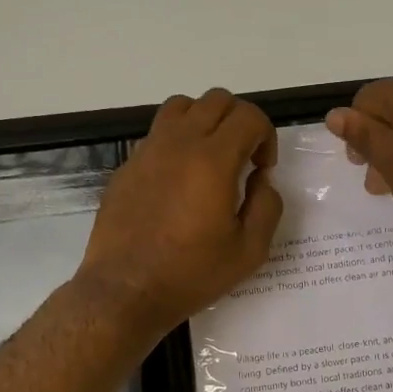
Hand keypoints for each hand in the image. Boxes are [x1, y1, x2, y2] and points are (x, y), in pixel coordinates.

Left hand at [77, 89, 282, 336]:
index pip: (249, 116)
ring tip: (210, 157)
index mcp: (212, 160)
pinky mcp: (126, 166)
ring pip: (182, 107)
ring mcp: (147, 151)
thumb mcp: (249, 251)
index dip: (266, 136)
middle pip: (217, 100)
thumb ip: (267, 206)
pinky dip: (176, 142)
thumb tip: (261, 180)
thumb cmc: (191, 274)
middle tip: (243, 159)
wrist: (125, 291)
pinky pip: (156, 134)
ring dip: (205, 121)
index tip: (262, 170)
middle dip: (240, 122)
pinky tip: (178, 182)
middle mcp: (178, 144)